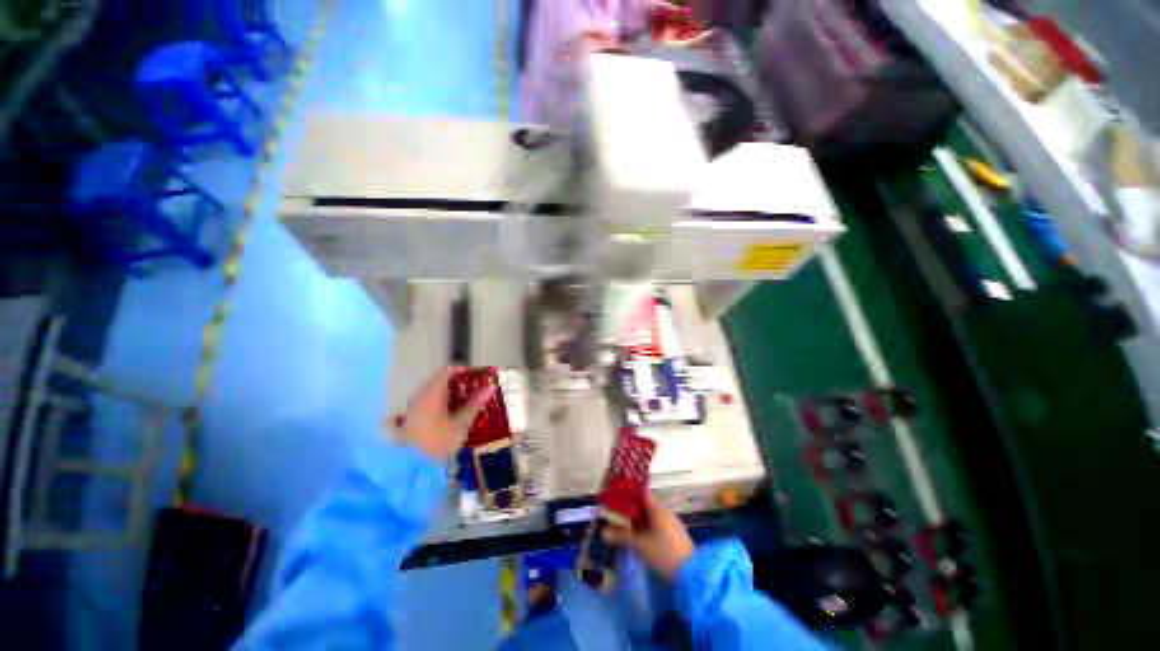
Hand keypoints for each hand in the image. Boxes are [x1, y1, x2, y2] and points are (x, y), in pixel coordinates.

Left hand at [401, 367, 495, 461]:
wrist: (411, 468)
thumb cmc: (439, 443)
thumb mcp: (461, 423)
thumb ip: (475, 403)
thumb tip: (491, 386)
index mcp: (432, 394)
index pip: (447, 371)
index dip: (463, 371)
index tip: (477, 375)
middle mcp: (419, 395)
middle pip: (439, 380)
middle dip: (458, 381)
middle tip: (475, 388)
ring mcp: (413, 406)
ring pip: (433, 390)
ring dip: (449, 391)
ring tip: (466, 400)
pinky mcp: (410, 417)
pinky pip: (428, 400)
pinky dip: (441, 400)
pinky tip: (451, 411)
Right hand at [604, 492, 694, 580]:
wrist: (692, 574)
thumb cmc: (664, 553)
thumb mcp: (640, 545)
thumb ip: (621, 536)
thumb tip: (603, 532)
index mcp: (657, 509)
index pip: (642, 493)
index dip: (629, 493)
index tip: (616, 497)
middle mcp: (665, 512)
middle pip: (645, 505)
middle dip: (630, 510)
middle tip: (616, 516)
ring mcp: (671, 524)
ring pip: (651, 517)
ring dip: (638, 521)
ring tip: (625, 528)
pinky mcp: (675, 536)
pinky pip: (657, 526)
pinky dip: (647, 529)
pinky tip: (640, 538)